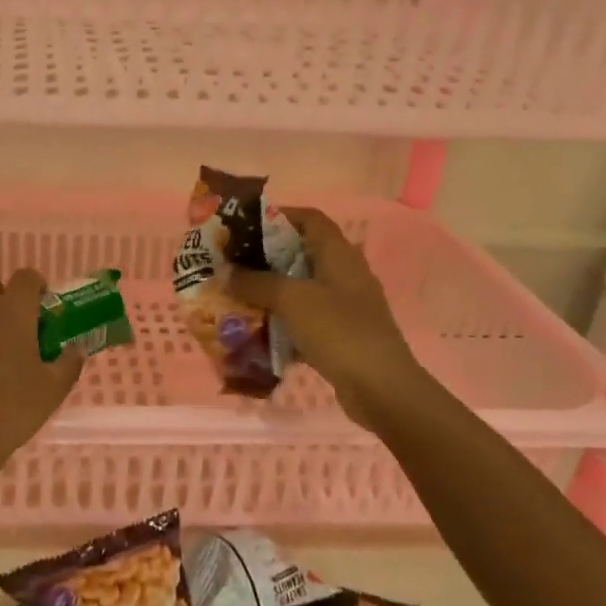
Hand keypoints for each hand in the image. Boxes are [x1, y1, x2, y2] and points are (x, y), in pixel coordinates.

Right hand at [226, 207, 436, 426]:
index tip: (245, 226)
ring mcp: (345, 305)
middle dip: (265, 258)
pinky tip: (257, 330)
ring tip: (237, 296)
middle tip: (231, 264)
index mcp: (339, 254)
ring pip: (301, 288)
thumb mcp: (291, 300)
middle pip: (301, 253)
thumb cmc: (338, 330)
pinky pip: (305, 318)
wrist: (381, 388)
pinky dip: (282, 321)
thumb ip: (256, 282)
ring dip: (271, 291)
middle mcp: (344, 274)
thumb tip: (224, 272)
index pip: (310, 219)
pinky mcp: (341, 334)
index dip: (279, 216)